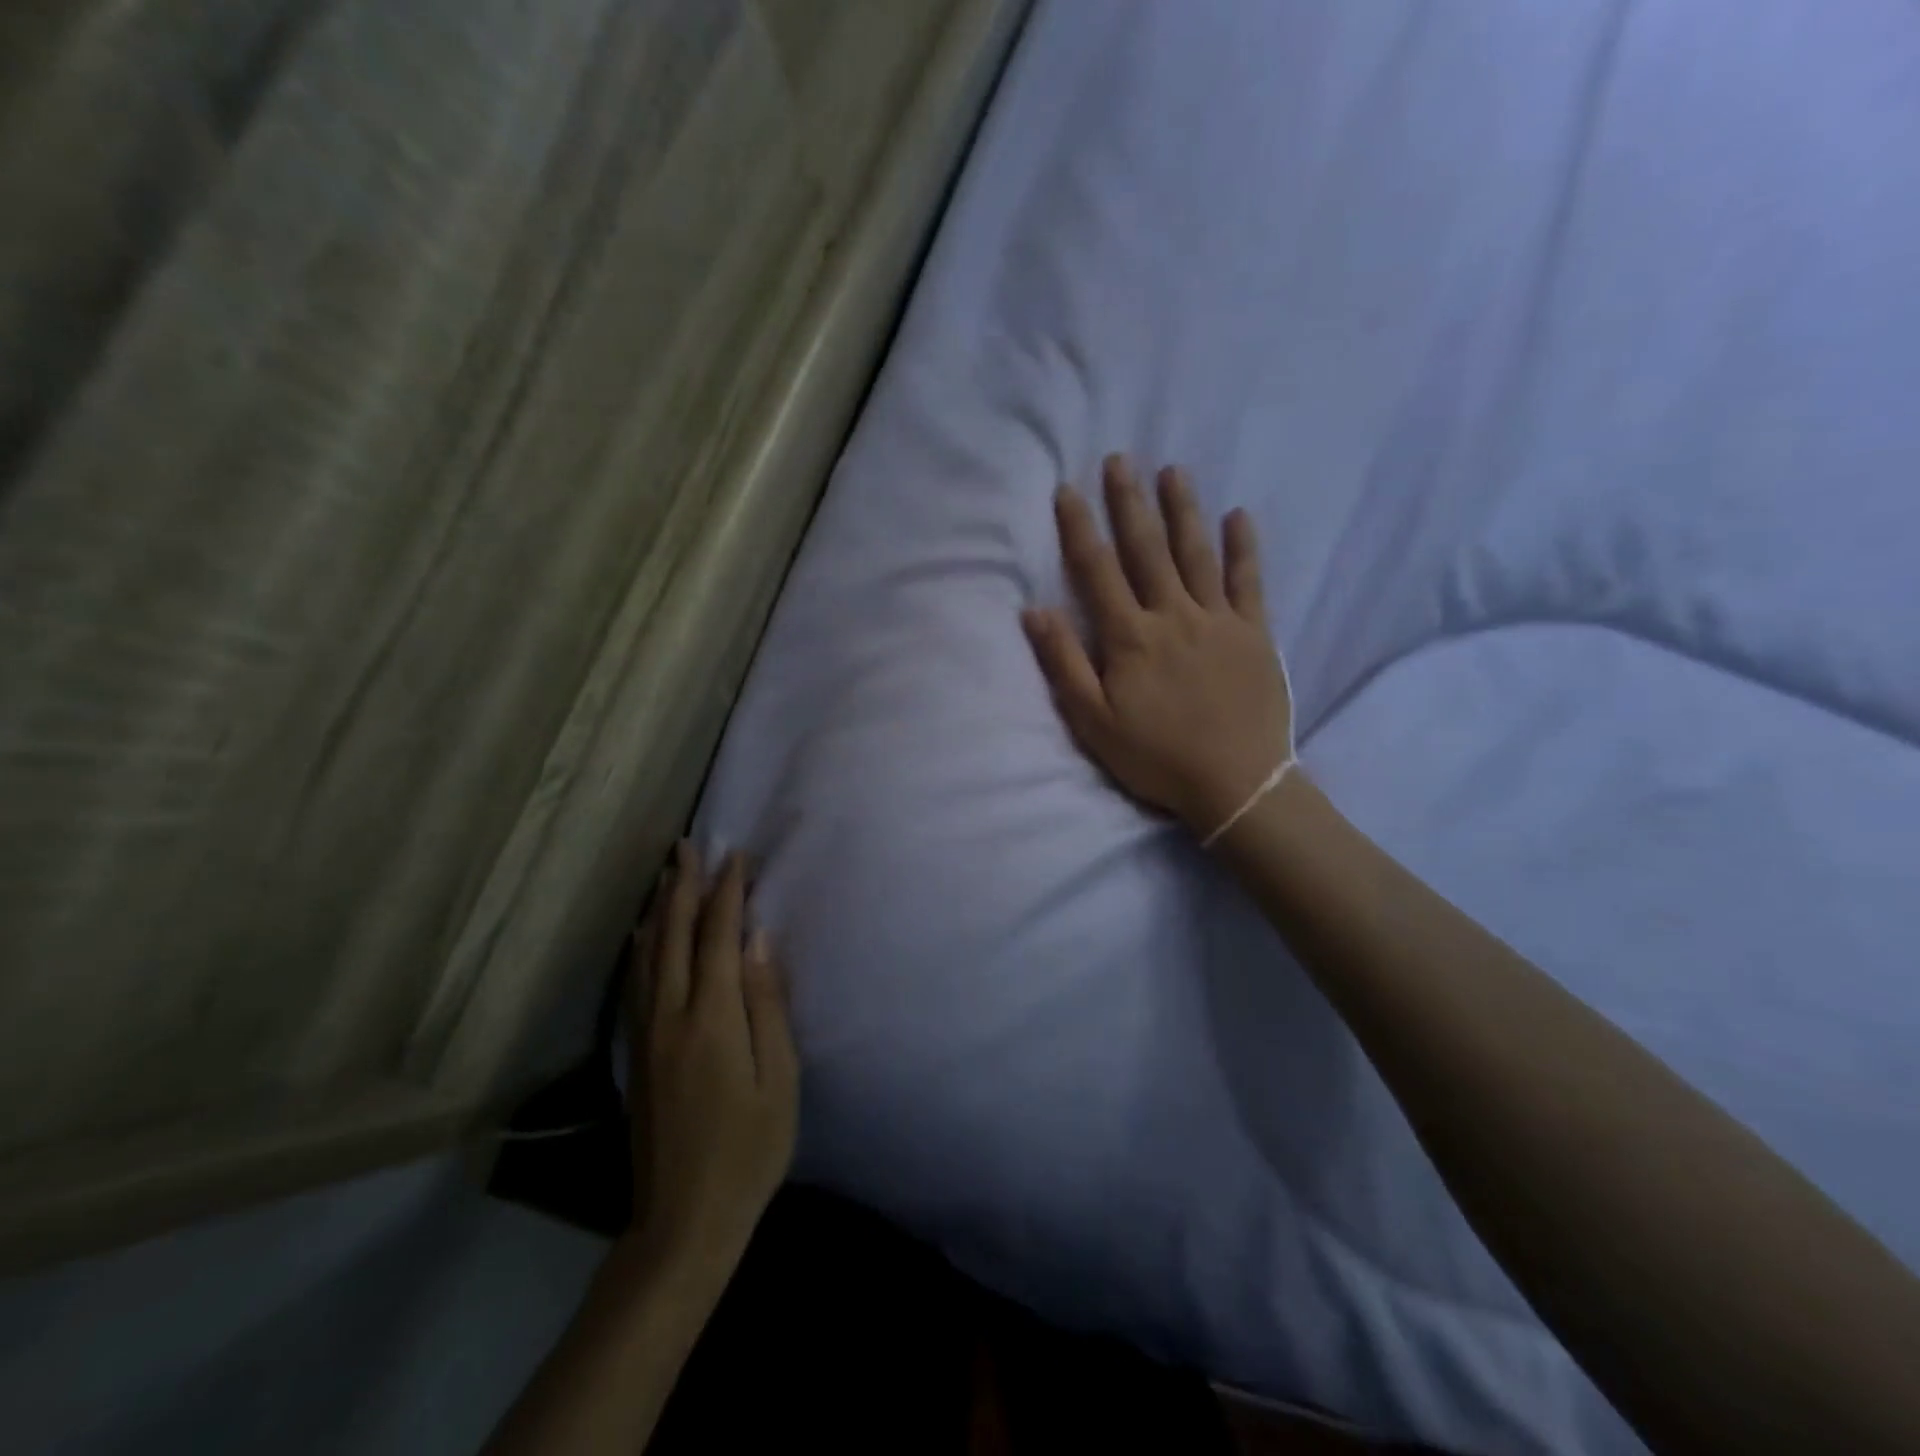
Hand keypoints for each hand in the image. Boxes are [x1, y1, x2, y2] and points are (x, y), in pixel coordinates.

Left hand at [629, 842, 797, 1271]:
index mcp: (711, 1018)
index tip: (737, 856)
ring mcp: (646, 1035)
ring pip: (649, 955)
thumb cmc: (749, 1149)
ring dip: (661, 909)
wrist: (683, 1219)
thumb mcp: (779, 1078)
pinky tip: (642, 935)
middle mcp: (671, 1015)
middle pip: (676, 936)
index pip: (719, 936)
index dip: (728, 893)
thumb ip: (767, 1003)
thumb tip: (758, 940)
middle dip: (685, 887)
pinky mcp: (636, 1054)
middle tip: (689, 846)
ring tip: (667, 875)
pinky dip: (642, 948)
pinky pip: (637, 983)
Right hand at [1021, 455, 1292, 838]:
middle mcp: (1172, 615)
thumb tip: (1034, 611)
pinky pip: (1249, 581)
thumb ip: (1064, 664)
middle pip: (1147, 549)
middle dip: (1130, 503)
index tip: (1067, 490)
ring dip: (1183, 510)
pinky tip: (1239, 516)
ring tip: (1173, 471)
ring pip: (1196, 554)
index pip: (1097, 570)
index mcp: (1130, 637)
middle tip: (1120, 460)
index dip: (1079, 528)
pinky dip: (1244, 547)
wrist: (1236, 782)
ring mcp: (1218, 620)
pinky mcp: (1254, 633)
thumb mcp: (1094, 721)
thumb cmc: (1156, 757)